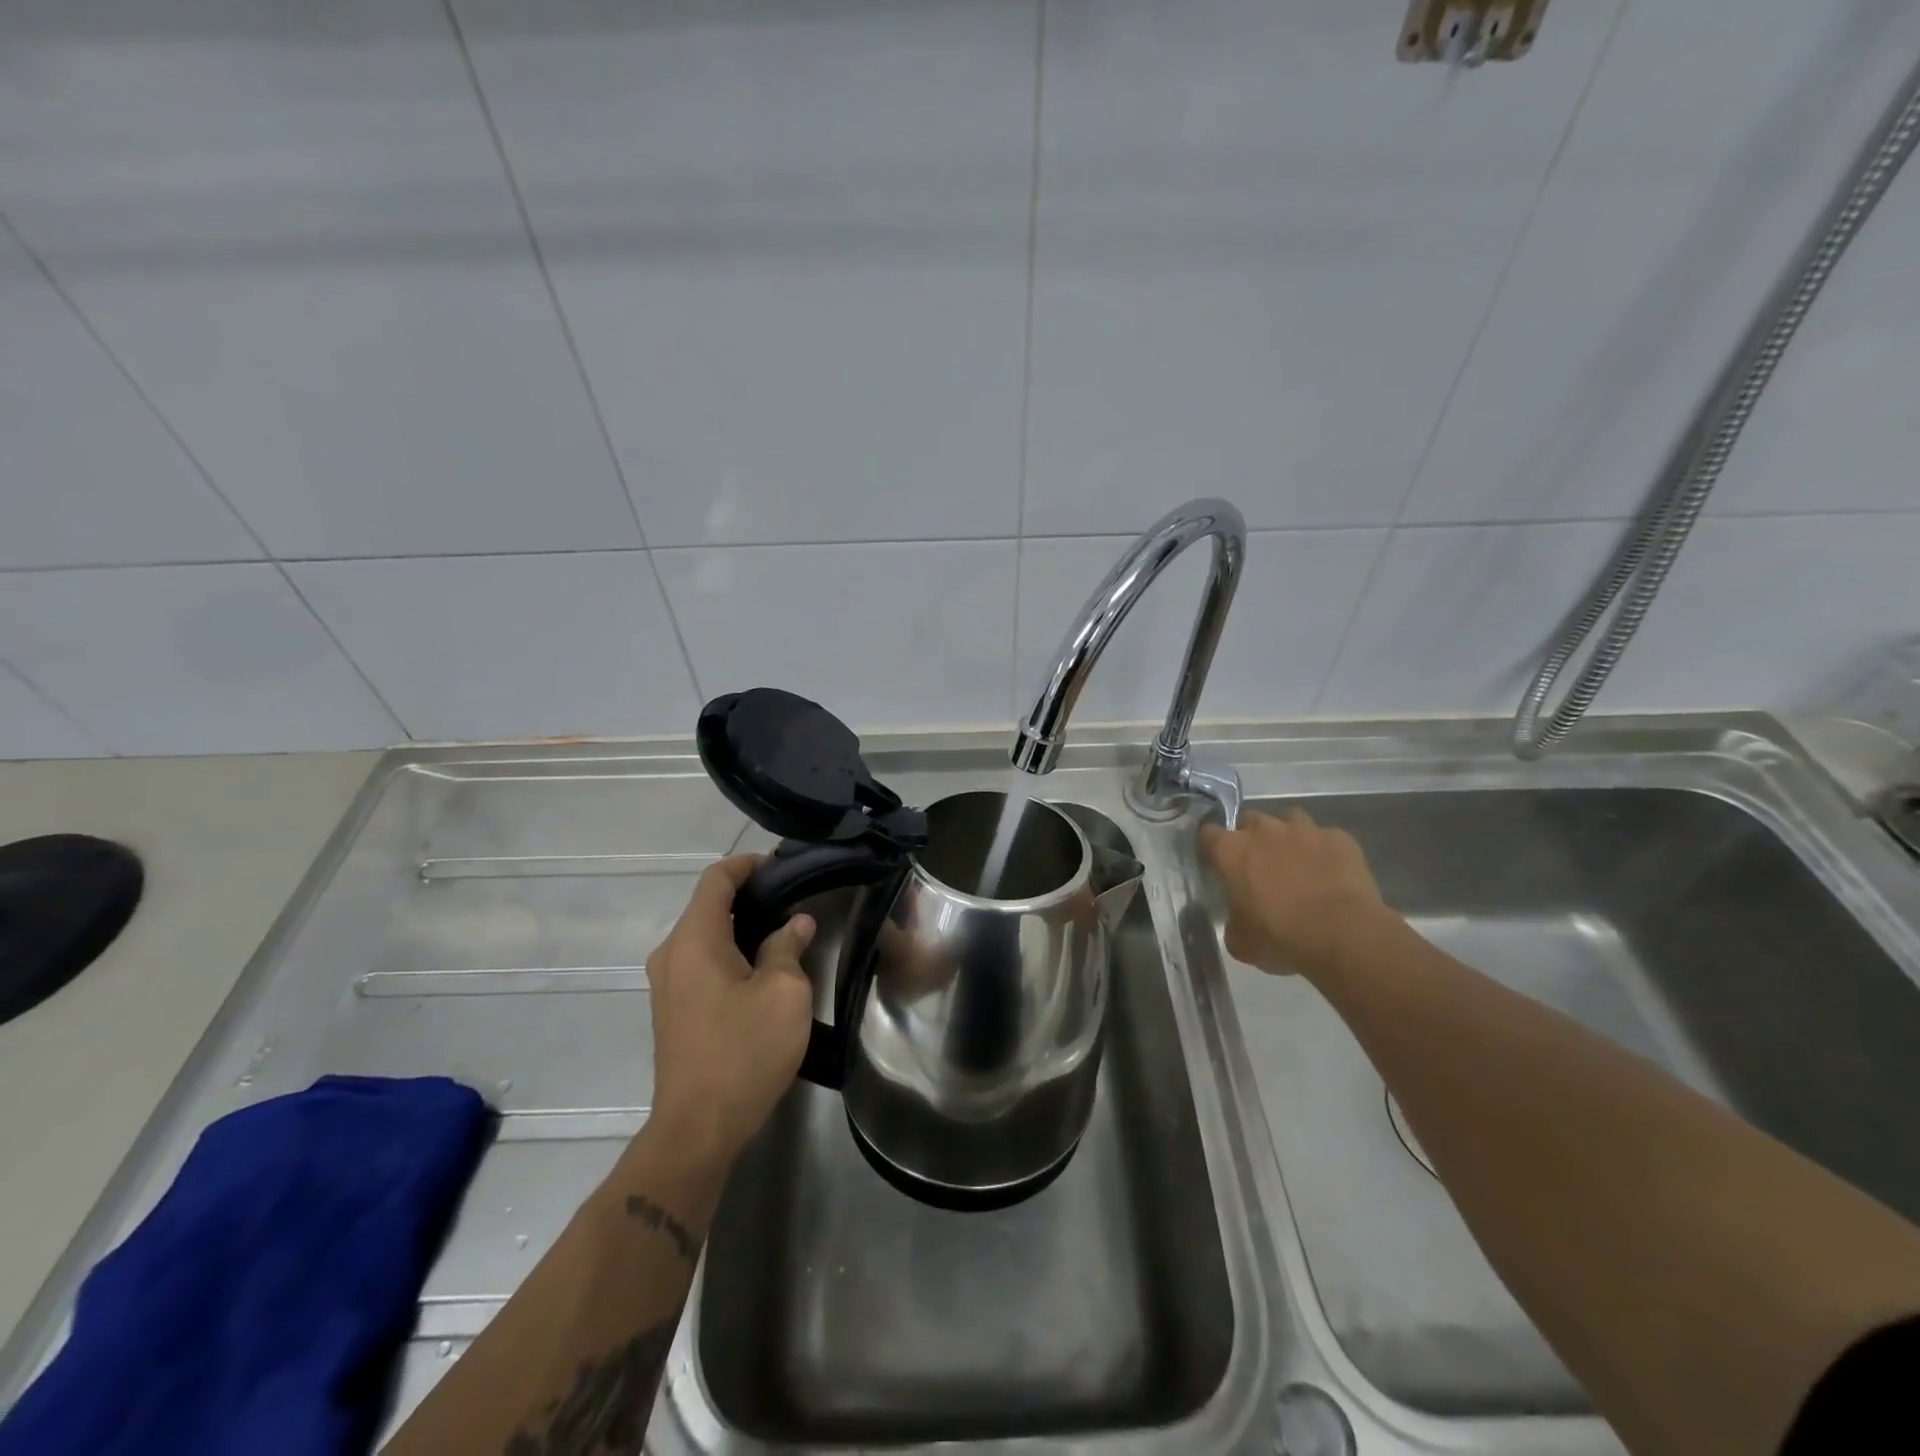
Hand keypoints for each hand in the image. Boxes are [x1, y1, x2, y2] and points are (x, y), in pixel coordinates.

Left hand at [644, 855, 815, 1164]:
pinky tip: (761, 965)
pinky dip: (730, 949)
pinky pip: (701, 960)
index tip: (782, 866)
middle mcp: (671, 953)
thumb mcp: (783, 993)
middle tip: (794, 898)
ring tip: (785, 929)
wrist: (698, 1128)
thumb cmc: (744, 1051)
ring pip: (705, 934)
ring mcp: (667, 983)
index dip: (748, 864)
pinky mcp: (672, 1008)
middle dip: (749, 895)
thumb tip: (795, 923)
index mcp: (694, 940)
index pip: (716, 879)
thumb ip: (788, 947)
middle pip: (708, 905)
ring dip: (741, 925)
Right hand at [1198, 807, 1392, 977]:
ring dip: (1288, 837)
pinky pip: (1326, 838)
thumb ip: (1233, 920)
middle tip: (1260, 866)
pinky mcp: (1339, 838)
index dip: (1211, 848)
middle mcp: (1264, 830)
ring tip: (1297, 863)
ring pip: (1290, 820)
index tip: (1216, 864)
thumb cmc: (1281, 937)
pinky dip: (1324, 851)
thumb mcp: (1241, 941)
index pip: (1208, 834)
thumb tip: (1238, 917)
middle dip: (1252, 838)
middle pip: (1249, 820)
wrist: (1344, 935)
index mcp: (1232, 852)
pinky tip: (1331, 873)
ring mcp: (1304, 830)